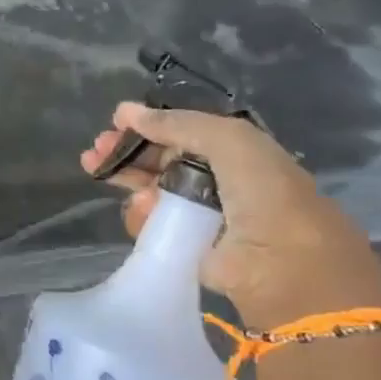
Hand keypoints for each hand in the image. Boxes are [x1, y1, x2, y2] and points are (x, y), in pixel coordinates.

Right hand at [81, 104, 380, 329]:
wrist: (285, 267)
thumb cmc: (265, 194)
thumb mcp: (231, 140)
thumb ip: (179, 123)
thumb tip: (126, 112)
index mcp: (237, 154)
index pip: (183, 133)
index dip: (149, 125)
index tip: (116, 121)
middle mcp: (219, 182)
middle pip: (161, 160)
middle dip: (127, 151)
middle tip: (95, 149)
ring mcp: (201, 216)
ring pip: (150, 190)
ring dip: (126, 178)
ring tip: (98, 170)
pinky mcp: (187, 247)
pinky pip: (152, 224)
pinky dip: (139, 214)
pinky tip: (138, 207)